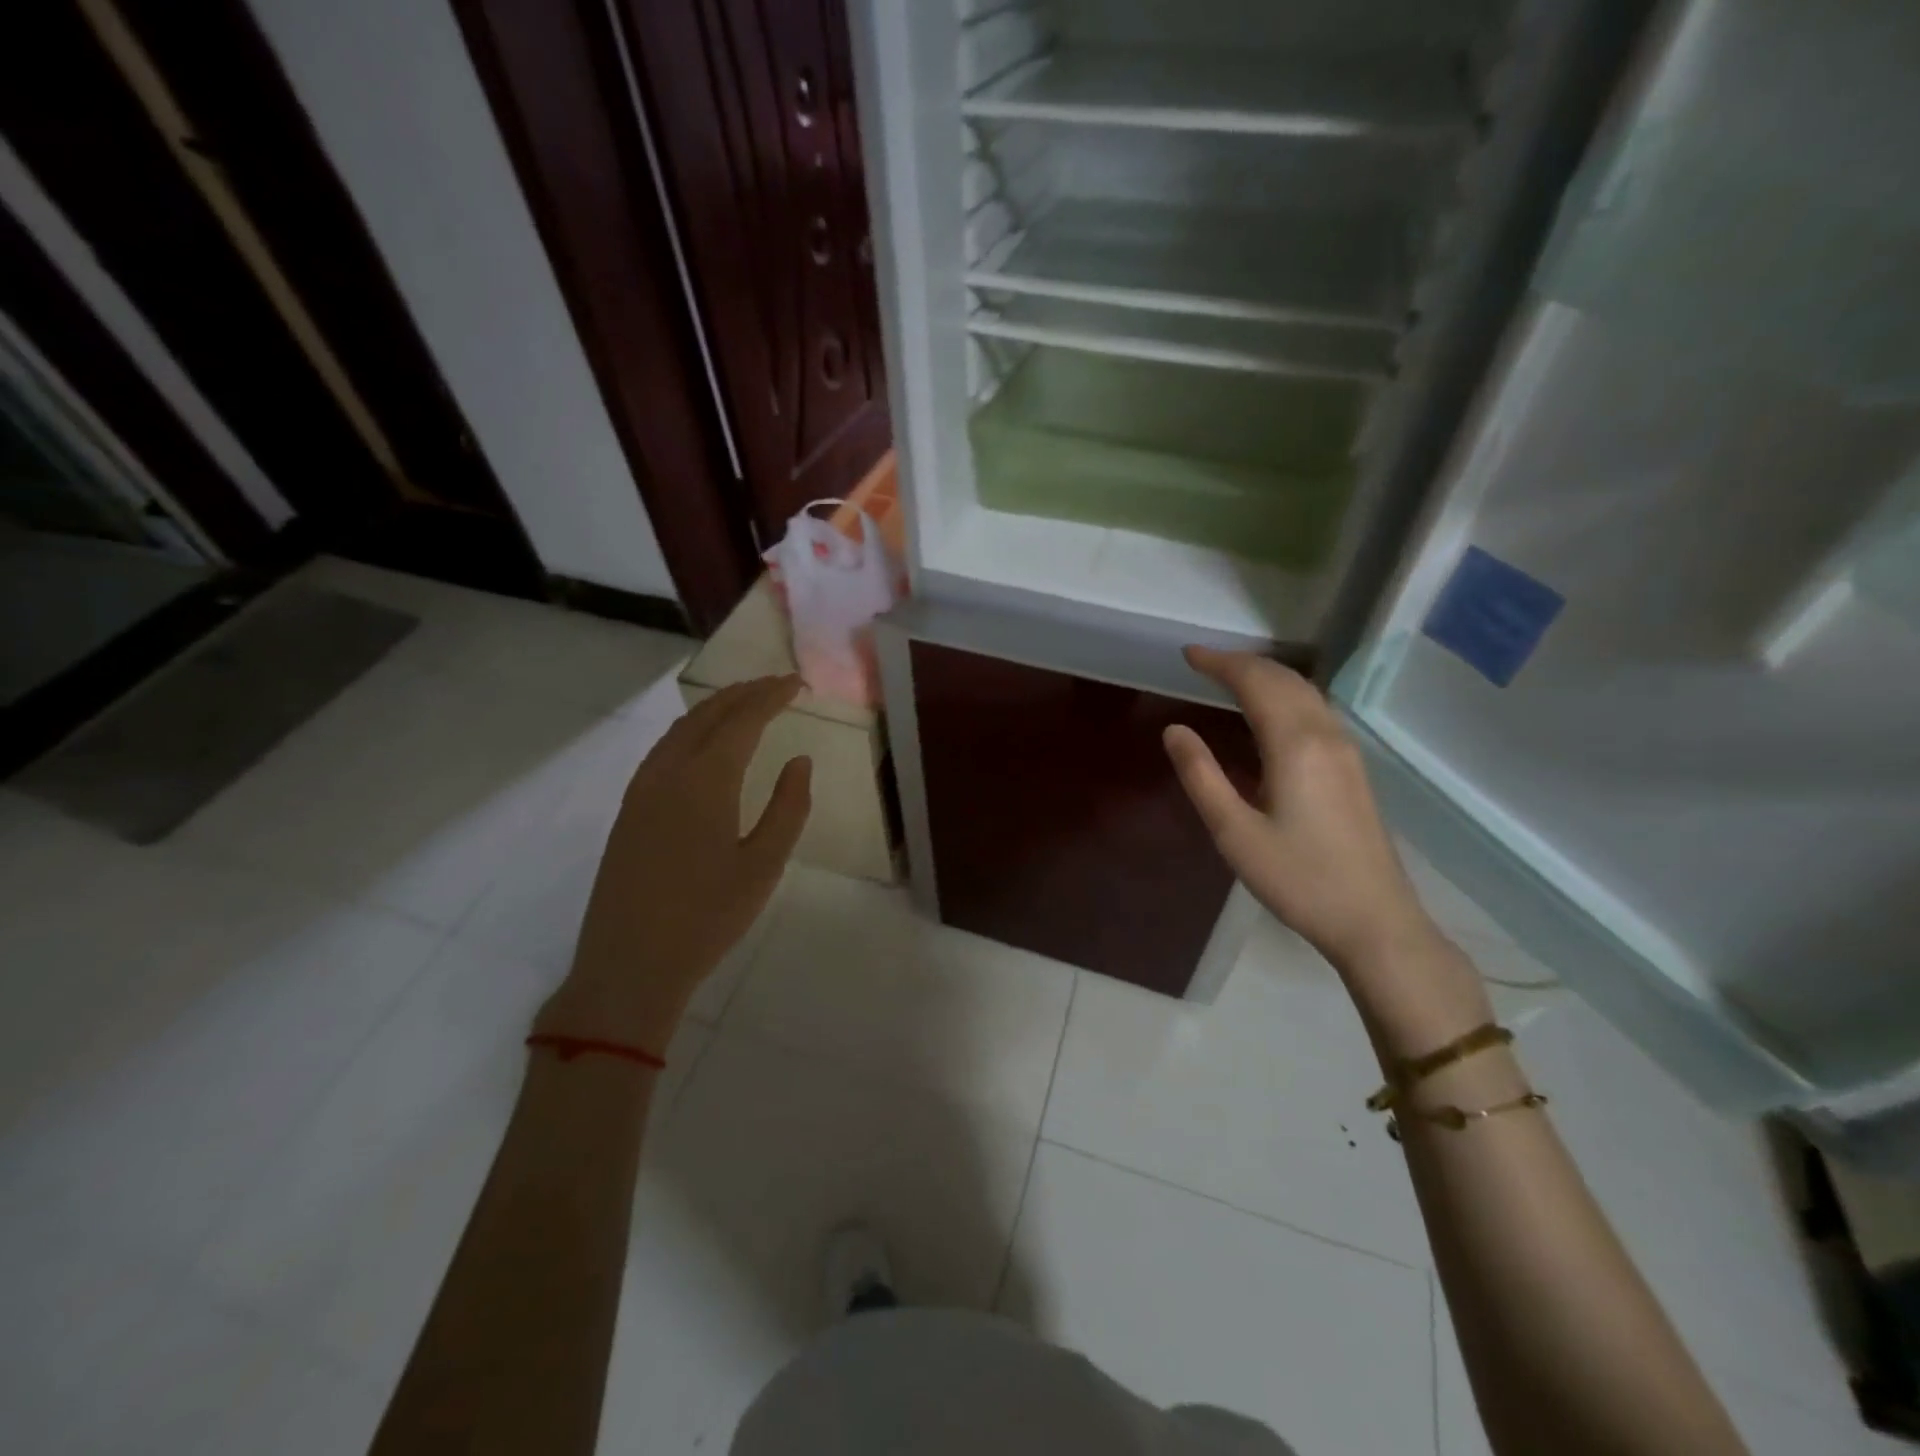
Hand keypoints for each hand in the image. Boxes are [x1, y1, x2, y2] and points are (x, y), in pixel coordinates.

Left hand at [535, 675, 812, 1052]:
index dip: (771, 697)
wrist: (630, 965)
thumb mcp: (764, 865)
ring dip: (714, 708)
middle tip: (776, 684)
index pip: (743, 720)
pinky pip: (663, 749)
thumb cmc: (708, 918)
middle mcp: (669, 772)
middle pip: (708, 715)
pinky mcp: (629, 809)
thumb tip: (799, 761)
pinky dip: (690, 729)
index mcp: (706, 781)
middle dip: (744, 693)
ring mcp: (642, 789)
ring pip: (681, 729)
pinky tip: (702, 742)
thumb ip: (788, 808)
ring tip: (744, 702)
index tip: (796, 683)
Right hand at [1163, 647, 1438, 976]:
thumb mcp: (1234, 832)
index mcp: (1295, 745)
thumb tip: (1175, 730)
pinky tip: (1270, 712)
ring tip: (1230, 678)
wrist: (1374, 920)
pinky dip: (1286, 694)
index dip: (1220, 663)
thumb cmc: (1298, 879)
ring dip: (1266, 676)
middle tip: (1203, 662)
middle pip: (1284, 678)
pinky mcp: (1353, 768)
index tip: (1188, 655)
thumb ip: (1201, 776)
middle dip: (1242, 663)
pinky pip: (1316, 709)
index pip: (1255, 682)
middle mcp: (1326, 735)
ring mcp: (1346, 750)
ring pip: (1305, 691)